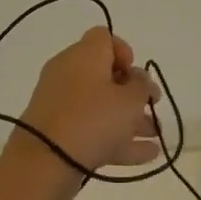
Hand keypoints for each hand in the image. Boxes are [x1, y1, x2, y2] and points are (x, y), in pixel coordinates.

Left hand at [12, 27, 162, 185]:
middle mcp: (69, 72)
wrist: (44, 162)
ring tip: (156, 136)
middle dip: (132, 92)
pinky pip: (92, 128)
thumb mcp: (129, 100)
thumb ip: (141, 87)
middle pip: (105, 74)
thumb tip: (139, 79)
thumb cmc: (92, 119)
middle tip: (152, 106)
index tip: (136, 75)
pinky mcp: (58, 132)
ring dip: (129, 119)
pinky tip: (146, 155)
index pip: (104, 37)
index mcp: (84, 55)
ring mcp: (61, 104)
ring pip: (100, 105)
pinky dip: (116, 138)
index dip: (124, 52)